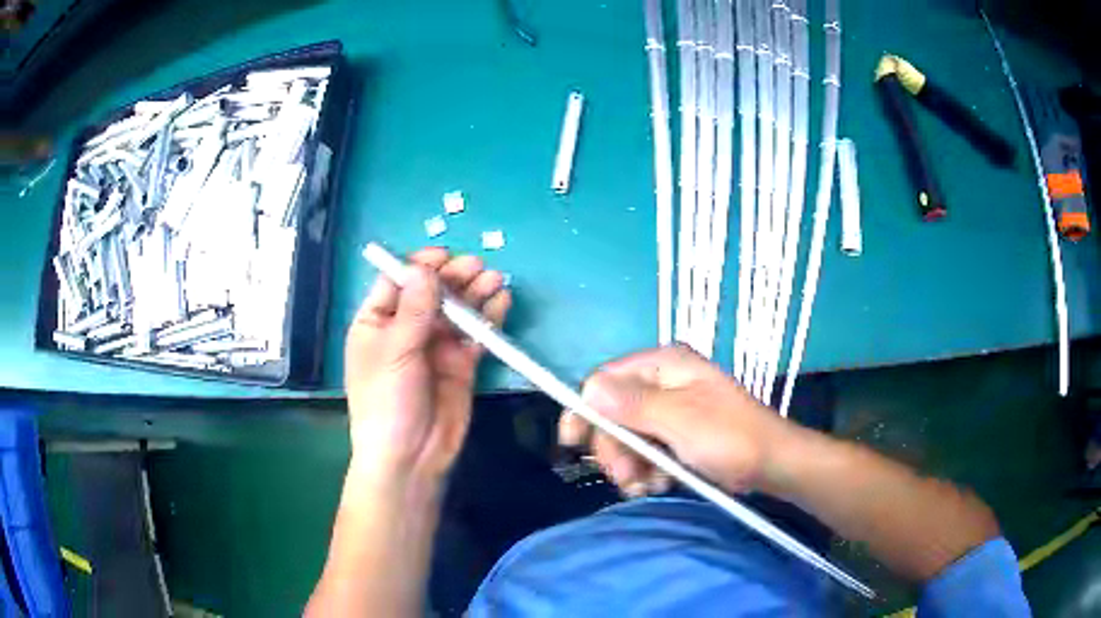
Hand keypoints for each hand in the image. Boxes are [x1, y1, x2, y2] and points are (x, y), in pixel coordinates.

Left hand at [345, 247, 510, 483]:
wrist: (411, 458)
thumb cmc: (387, 402)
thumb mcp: (394, 352)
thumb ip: (414, 310)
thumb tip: (425, 269)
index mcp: (377, 322)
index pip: (398, 282)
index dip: (419, 266)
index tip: (444, 257)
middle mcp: (406, 329)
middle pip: (432, 293)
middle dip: (454, 278)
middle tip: (478, 267)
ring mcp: (435, 346)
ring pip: (457, 311)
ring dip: (476, 294)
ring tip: (495, 280)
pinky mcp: (461, 364)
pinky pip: (476, 335)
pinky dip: (488, 319)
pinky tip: (501, 304)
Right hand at [559, 346, 791, 496]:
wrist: (771, 464)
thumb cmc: (730, 436)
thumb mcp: (680, 419)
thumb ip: (633, 404)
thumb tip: (588, 390)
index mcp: (664, 366)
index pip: (607, 380)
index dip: (587, 409)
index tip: (573, 441)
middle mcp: (663, 384)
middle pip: (614, 413)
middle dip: (616, 449)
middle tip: (626, 478)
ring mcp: (670, 411)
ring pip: (628, 437)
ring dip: (631, 466)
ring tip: (646, 487)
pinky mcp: (676, 435)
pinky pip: (646, 451)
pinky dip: (647, 471)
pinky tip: (659, 485)